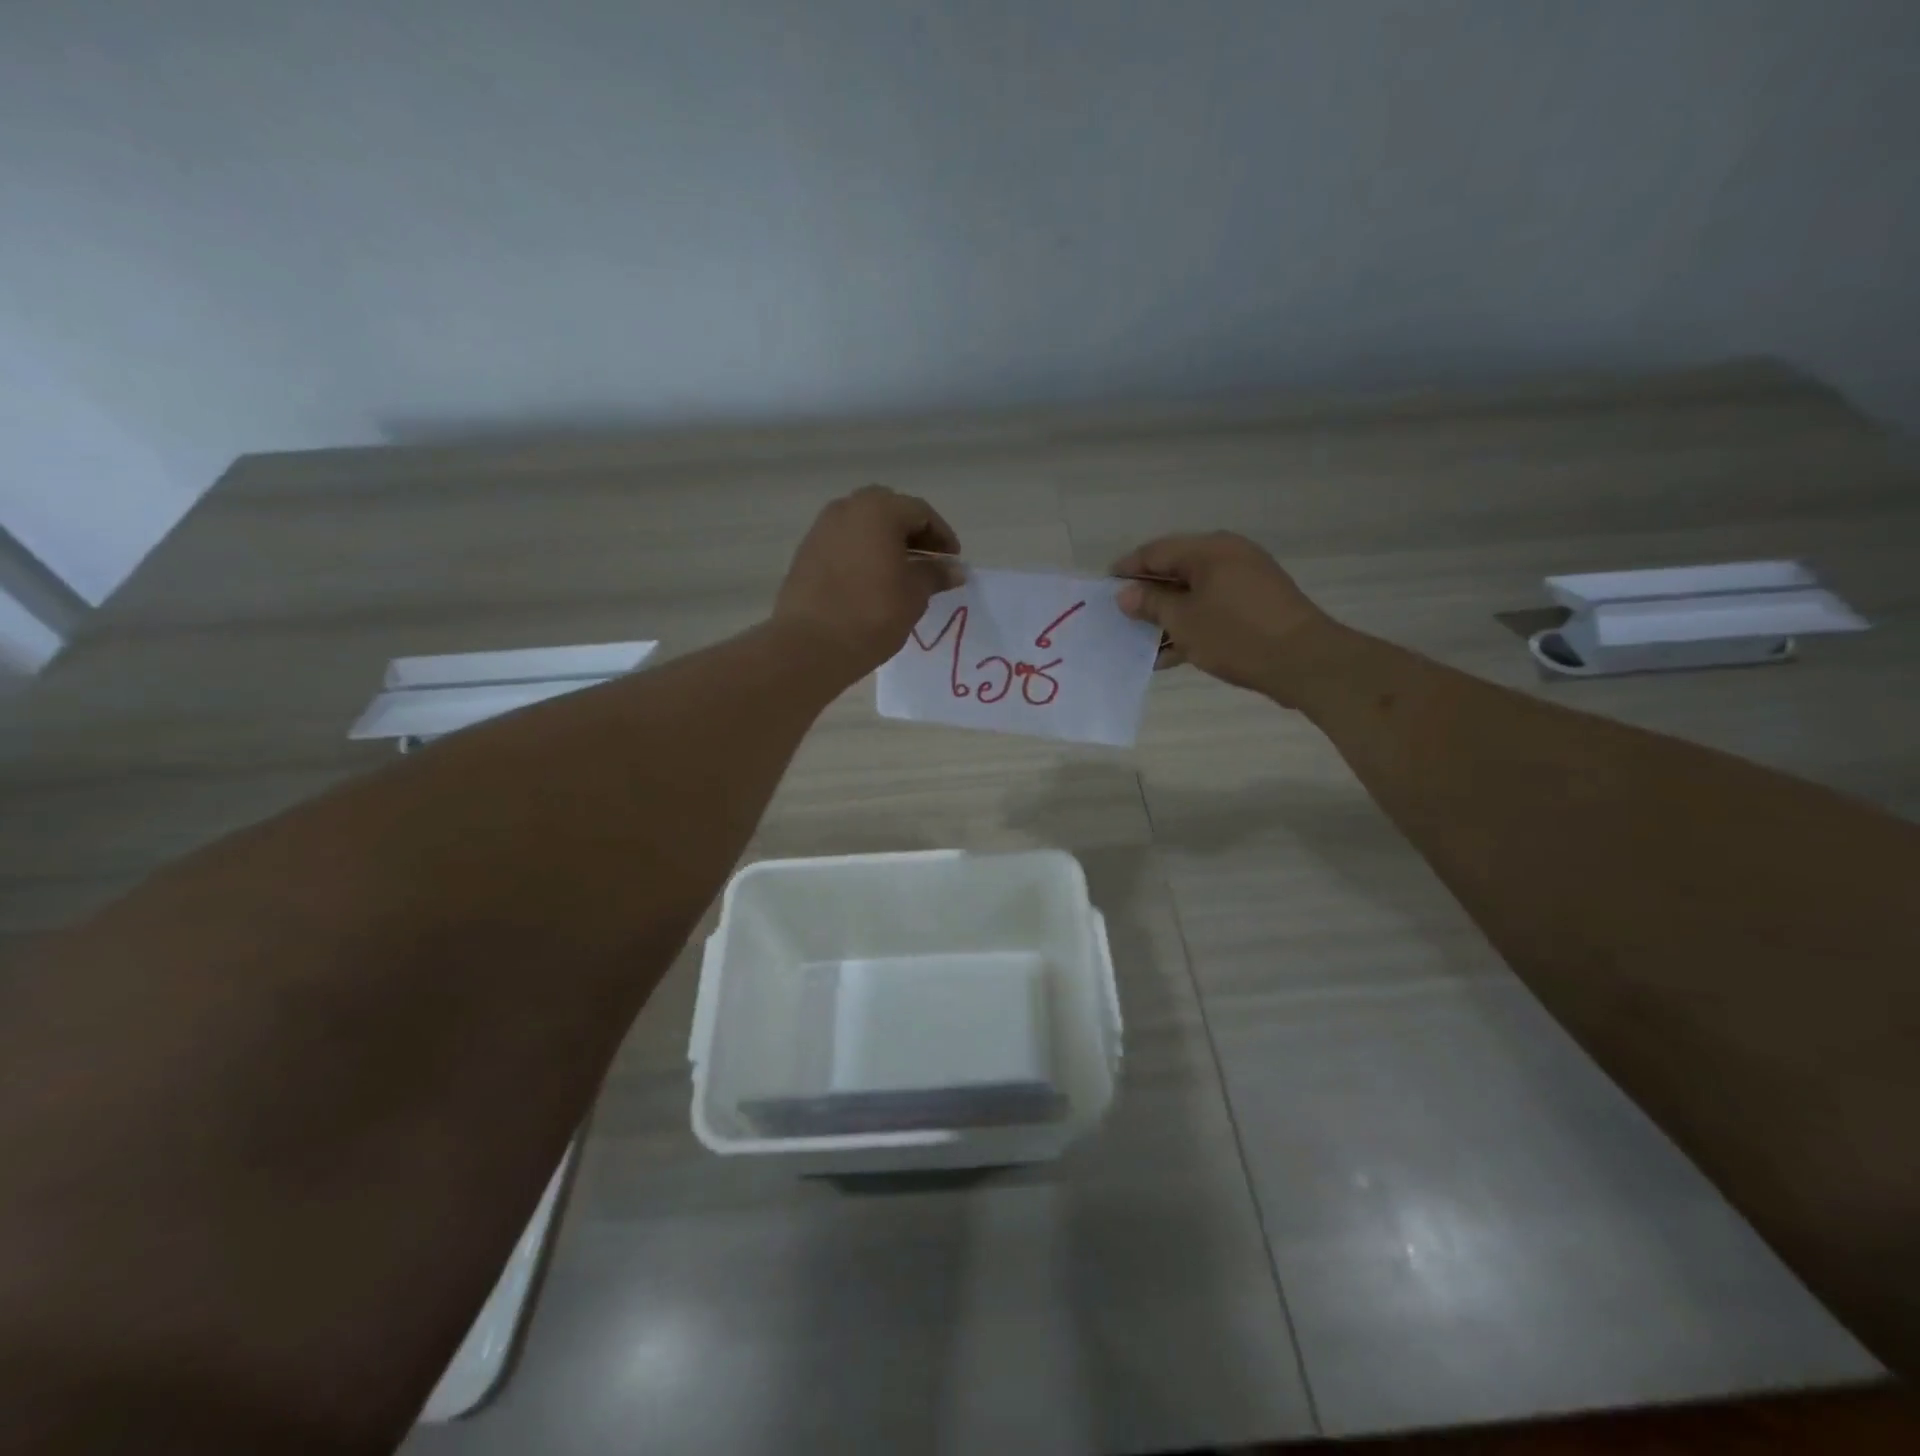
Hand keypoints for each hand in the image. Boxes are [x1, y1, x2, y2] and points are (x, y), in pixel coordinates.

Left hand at [774, 486, 960, 679]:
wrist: (810, 645)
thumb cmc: (873, 614)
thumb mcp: (915, 594)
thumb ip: (936, 574)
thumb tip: (955, 570)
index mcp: (879, 510)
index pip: (921, 513)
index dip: (942, 536)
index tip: (953, 561)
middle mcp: (847, 508)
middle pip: (889, 512)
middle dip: (912, 534)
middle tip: (928, 562)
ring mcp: (822, 529)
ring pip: (863, 526)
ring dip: (886, 543)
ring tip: (902, 574)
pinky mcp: (806, 553)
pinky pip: (844, 544)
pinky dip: (863, 554)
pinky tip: (872, 582)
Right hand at [1112, 533, 1335, 702]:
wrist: (1304, 661)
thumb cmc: (1236, 635)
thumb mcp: (1183, 621)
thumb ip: (1151, 604)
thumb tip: (1125, 593)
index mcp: (1209, 550)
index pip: (1155, 551)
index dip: (1127, 570)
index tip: (1104, 590)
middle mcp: (1228, 556)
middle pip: (1175, 571)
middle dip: (1146, 596)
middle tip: (1120, 617)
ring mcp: (1245, 581)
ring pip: (1193, 594)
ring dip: (1167, 616)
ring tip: (1139, 641)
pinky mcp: (1256, 606)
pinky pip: (1212, 609)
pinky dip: (1191, 626)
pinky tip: (1169, 654)